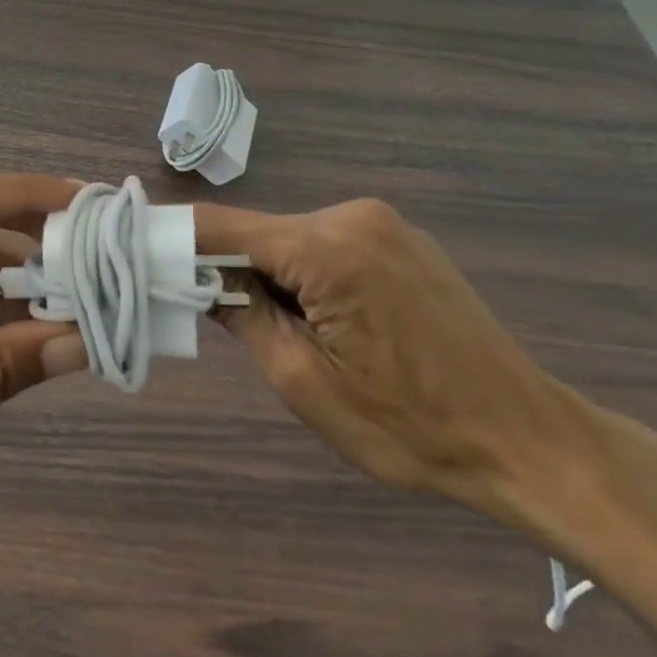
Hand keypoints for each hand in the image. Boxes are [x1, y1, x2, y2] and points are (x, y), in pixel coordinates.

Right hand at [196, 198, 656, 535]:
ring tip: (268, 331)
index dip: (171, 238)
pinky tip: (314, 319)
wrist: (526, 440)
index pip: (221, 226)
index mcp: (329, 247)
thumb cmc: (409, 427)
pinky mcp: (402, 242)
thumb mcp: (304, 383)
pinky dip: (300, 275)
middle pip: (256, 233)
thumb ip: (243, 318)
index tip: (130, 252)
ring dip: (265, 277)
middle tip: (197, 316)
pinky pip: (326, 247)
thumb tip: (200, 281)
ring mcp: (384, 225)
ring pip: (290, 241)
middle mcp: (354, 217)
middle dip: (222, 269)